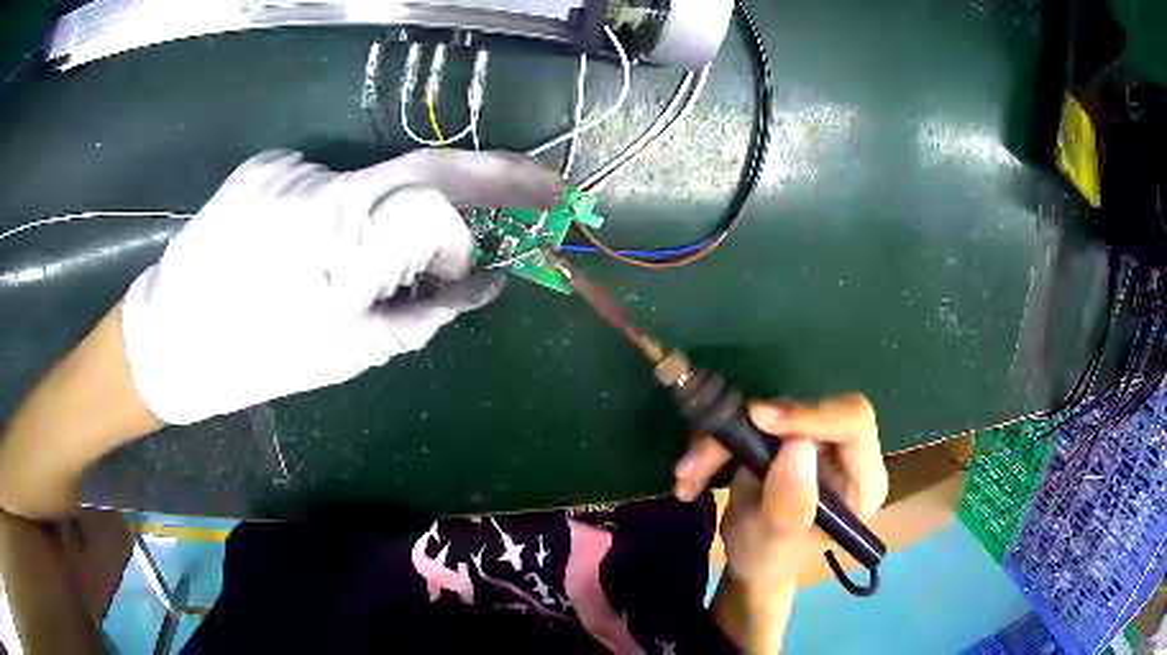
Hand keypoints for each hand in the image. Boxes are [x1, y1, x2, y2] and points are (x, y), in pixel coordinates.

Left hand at [123, 149, 560, 424]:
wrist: (170, 338)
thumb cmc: (257, 358)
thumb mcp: (350, 352)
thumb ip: (425, 312)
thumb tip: (483, 283)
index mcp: (340, 238)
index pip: (440, 196)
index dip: (472, 223)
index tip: (486, 254)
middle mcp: (318, 181)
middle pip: (423, 166)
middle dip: (489, 178)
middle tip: (532, 193)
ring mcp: (287, 166)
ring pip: (370, 182)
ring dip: (384, 219)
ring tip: (348, 269)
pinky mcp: (264, 163)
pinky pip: (327, 183)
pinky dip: (337, 213)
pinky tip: (304, 250)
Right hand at [673, 393, 887, 652]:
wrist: (750, 563)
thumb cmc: (770, 562)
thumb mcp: (776, 545)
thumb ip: (791, 505)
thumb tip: (799, 446)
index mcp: (863, 479)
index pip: (853, 421)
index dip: (808, 413)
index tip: (758, 418)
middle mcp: (845, 451)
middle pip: (803, 412)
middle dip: (747, 433)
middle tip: (699, 460)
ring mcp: (814, 441)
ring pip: (768, 414)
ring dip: (721, 442)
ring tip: (687, 476)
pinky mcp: (785, 436)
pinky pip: (749, 423)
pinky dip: (717, 444)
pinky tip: (692, 475)